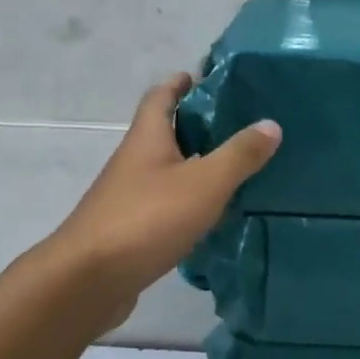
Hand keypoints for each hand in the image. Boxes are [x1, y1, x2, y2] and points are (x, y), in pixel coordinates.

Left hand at [48, 74, 280, 323]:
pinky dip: (188, 202)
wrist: (88, 280)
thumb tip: (270, 124)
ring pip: (166, 171)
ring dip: (195, 166)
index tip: (206, 77)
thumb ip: (239, 155)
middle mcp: (134, 162)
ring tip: (235, 170)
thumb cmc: (147, 219)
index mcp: (147, 139)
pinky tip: (212, 215)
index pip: (160, 97)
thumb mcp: (204, 183)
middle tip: (238, 126)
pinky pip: (164, 205)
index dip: (180, 83)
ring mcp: (128, 197)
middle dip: (196, 125)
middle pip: (164, 133)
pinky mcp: (130, 230)